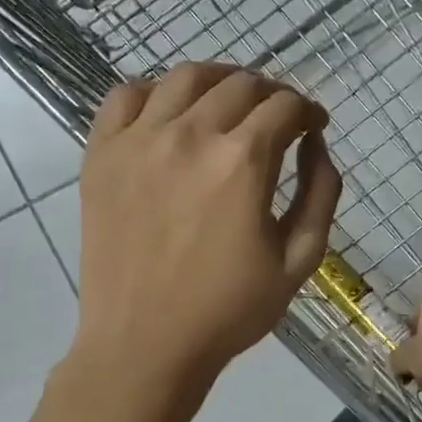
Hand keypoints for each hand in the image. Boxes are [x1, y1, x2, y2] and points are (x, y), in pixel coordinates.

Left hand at [72, 64, 341, 389]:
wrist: (143, 345)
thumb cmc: (229, 310)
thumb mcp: (300, 260)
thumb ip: (320, 192)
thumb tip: (316, 143)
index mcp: (243, 162)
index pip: (285, 106)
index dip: (308, 111)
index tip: (313, 127)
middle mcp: (190, 135)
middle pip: (241, 84)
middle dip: (271, 95)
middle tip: (278, 119)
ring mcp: (139, 140)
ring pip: (185, 77)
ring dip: (219, 80)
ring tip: (229, 102)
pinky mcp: (101, 154)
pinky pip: (126, 96)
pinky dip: (155, 90)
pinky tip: (170, 111)